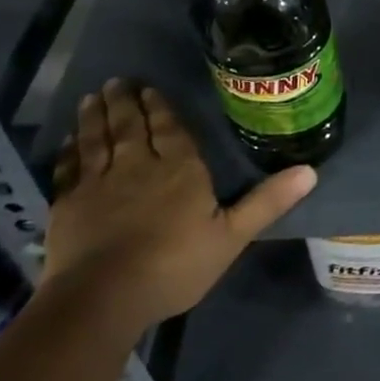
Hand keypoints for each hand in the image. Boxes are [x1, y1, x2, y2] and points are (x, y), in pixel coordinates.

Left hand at [41, 80, 314, 333]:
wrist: (103, 298)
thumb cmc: (174, 265)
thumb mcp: (231, 236)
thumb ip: (267, 202)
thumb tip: (311, 170)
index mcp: (179, 168)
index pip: (168, 128)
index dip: (159, 107)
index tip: (149, 88)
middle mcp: (137, 165)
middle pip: (129, 125)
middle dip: (124, 102)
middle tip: (117, 82)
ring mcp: (98, 184)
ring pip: (97, 140)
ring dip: (94, 117)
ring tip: (92, 97)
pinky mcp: (68, 206)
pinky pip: (68, 169)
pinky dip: (68, 151)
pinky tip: (68, 141)